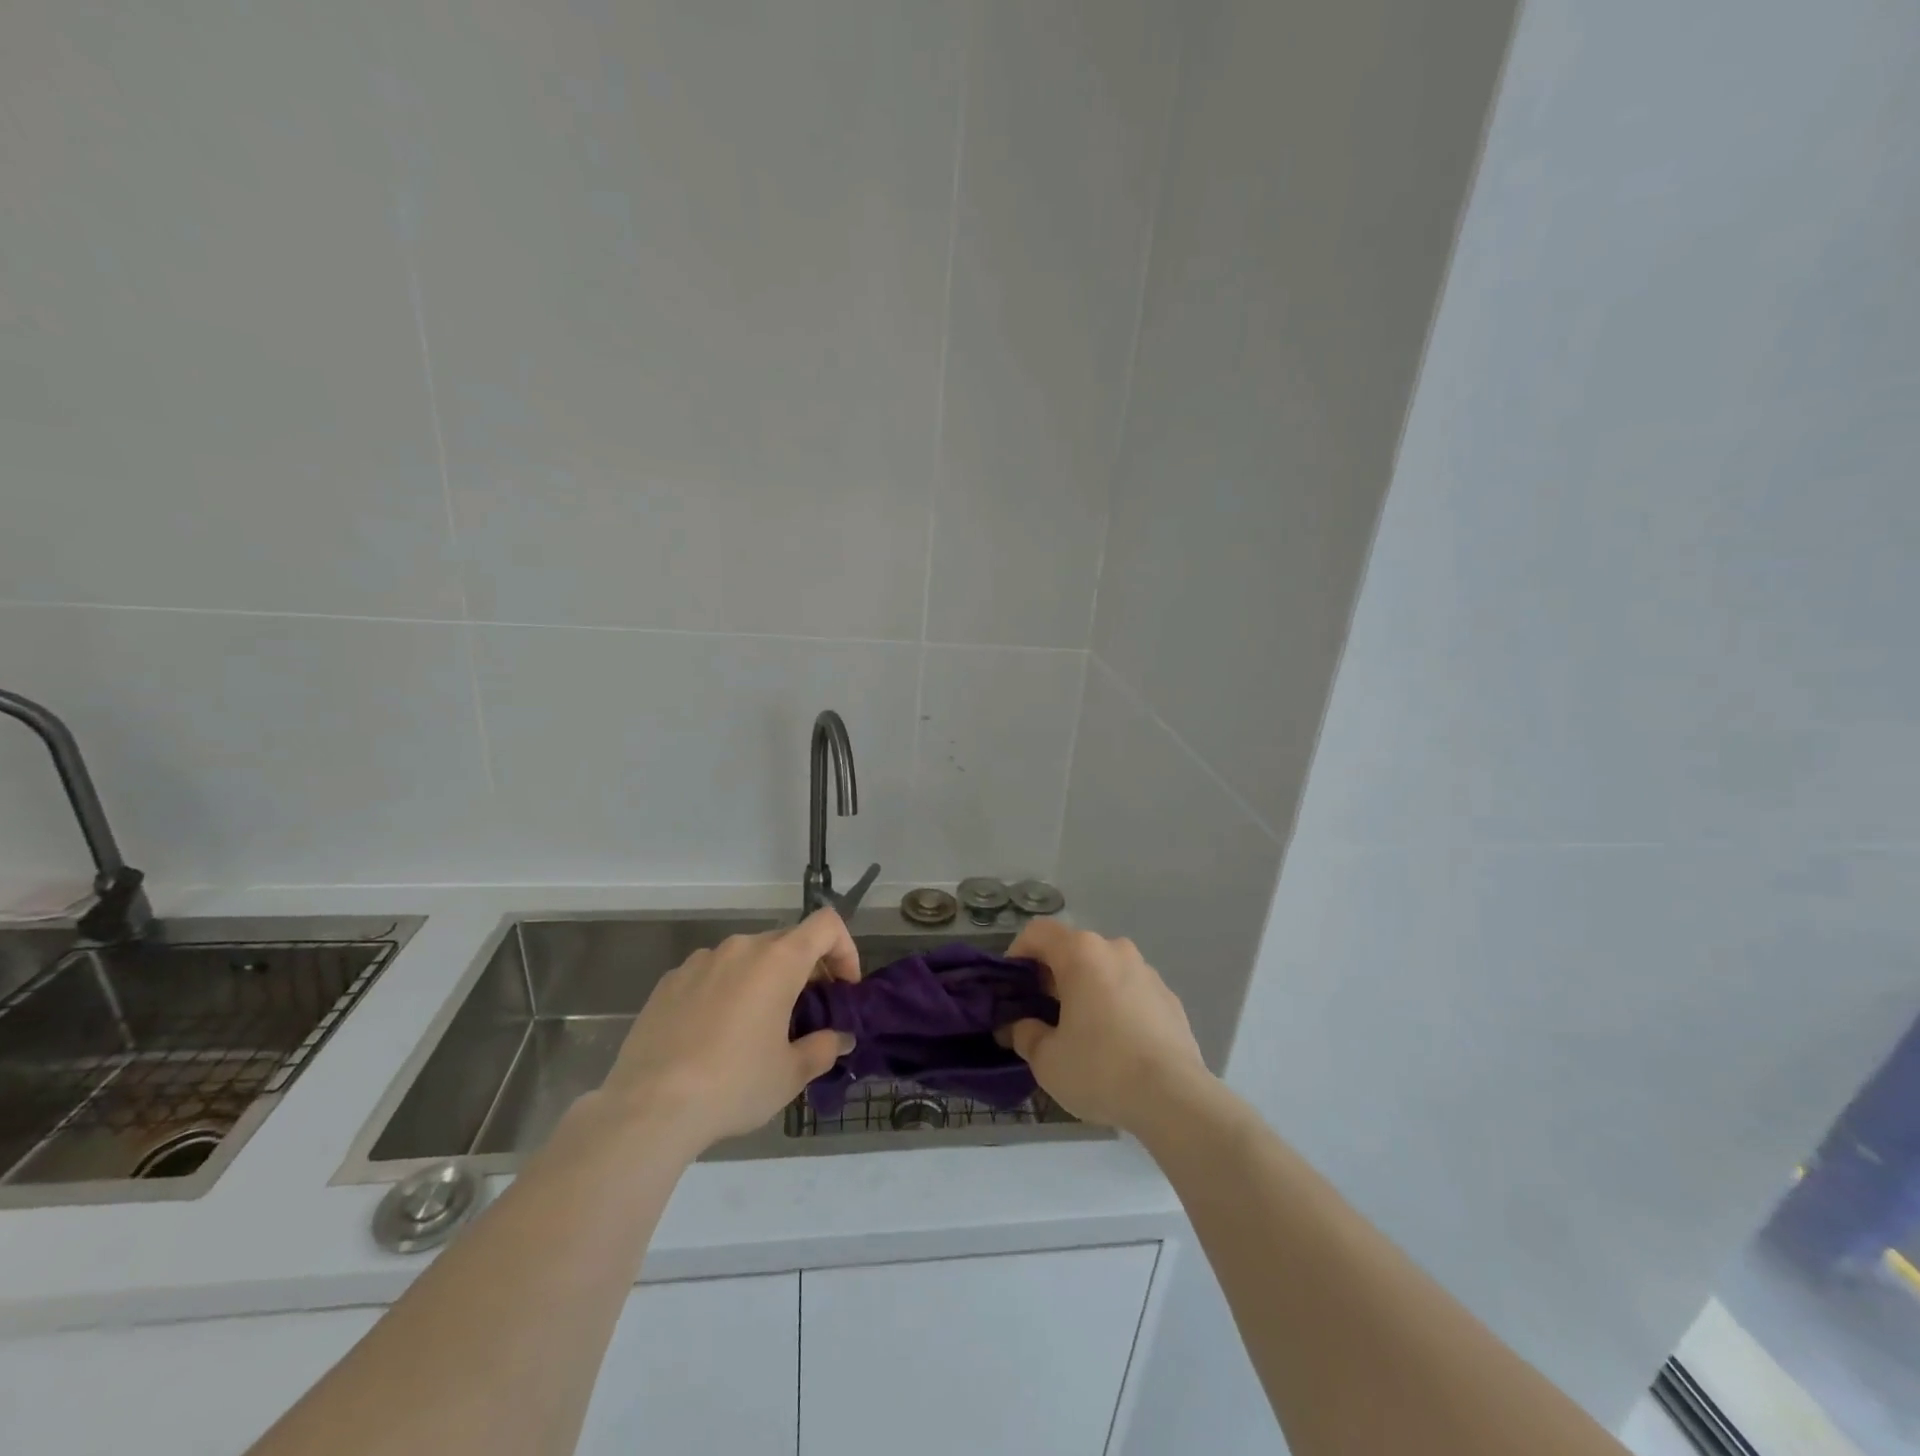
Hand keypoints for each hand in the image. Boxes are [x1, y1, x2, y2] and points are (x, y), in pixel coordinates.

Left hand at [602, 909, 859, 1154]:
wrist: (648, 1108)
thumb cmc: (733, 1084)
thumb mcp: (791, 1074)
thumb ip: (824, 1048)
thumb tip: (839, 1038)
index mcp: (777, 960)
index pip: (826, 925)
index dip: (845, 949)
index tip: (843, 989)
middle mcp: (740, 948)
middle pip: (787, 941)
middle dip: (806, 970)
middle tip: (807, 1014)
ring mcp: (700, 961)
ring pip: (747, 958)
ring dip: (764, 980)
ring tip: (758, 1027)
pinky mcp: (669, 981)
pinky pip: (712, 974)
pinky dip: (727, 991)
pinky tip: (715, 1035)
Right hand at [999, 919, 1209, 1133]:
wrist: (1175, 1099)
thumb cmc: (1101, 1069)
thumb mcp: (1047, 1060)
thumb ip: (1025, 1034)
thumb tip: (1018, 1026)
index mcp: (1081, 953)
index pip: (1038, 932)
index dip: (1017, 954)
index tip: (1011, 986)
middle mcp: (1115, 950)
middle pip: (1072, 949)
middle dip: (1051, 975)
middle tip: (1040, 1013)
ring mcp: (1147, 972)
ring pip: (1103, 970)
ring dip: (1085, 989)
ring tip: (1079, 1030)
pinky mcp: (1169, 998)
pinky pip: (1130, 991)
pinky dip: (1114, 1005)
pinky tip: (1114, 1044)